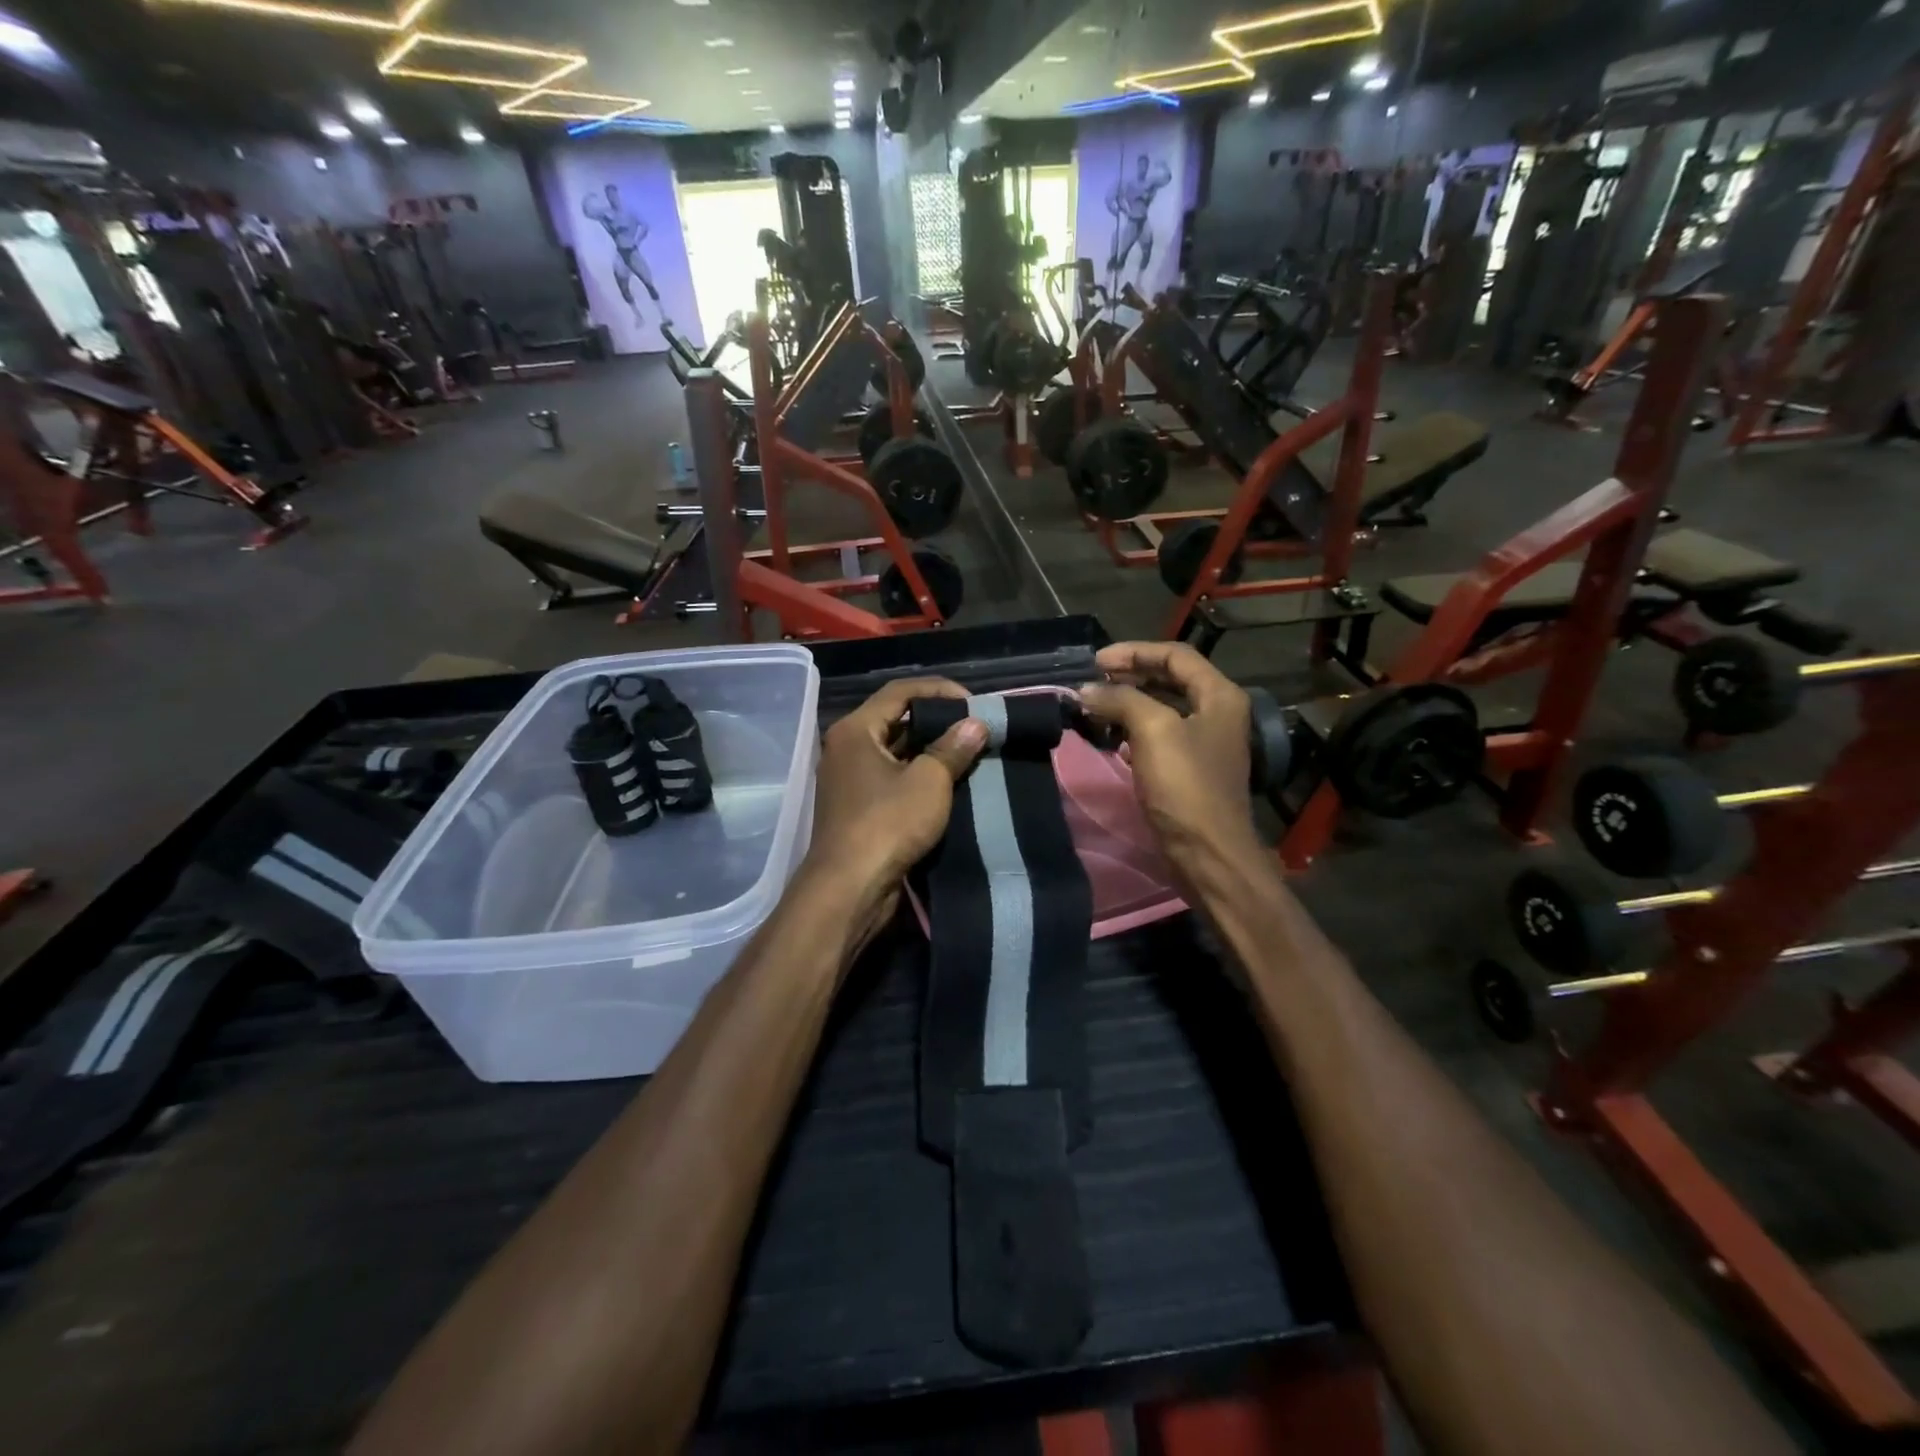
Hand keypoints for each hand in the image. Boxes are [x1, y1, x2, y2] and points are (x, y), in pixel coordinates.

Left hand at [801, 677, 987, 940]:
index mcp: (856, 729)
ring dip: (929, 750)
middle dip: (936, 720)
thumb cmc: (887, 824)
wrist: (849, 888)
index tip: (974, 703)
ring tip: (967, 752)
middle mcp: (846, 747)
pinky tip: (948, 782)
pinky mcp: (857, 806)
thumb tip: (975, 724)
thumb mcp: (928, 781)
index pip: (900, 692)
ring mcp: (849, 778)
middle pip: (895, 719)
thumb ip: (952, 748)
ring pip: (894, 751)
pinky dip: (917, 774)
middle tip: (973, 727)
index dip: (940, 690)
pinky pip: (891, 777)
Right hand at [1080, 643, 1258, 873]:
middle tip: (1093, 680)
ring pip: (1162, 707)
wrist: (1207, 852)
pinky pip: (1158, 735)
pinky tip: (1111, 735)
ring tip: (1096, 704)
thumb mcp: (1153, 731)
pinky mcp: (1189, 769)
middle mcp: (1217, 713)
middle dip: (1130, 675)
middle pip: (1170, 679)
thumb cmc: (1186, 785)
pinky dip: (1133, 728)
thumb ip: (1120, 700)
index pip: (1175, 656)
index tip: (1096, 662)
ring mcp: (1204, 742)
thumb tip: (1085, 690)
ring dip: (1129, 701)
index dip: (1135, 652)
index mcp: (1219, 696)